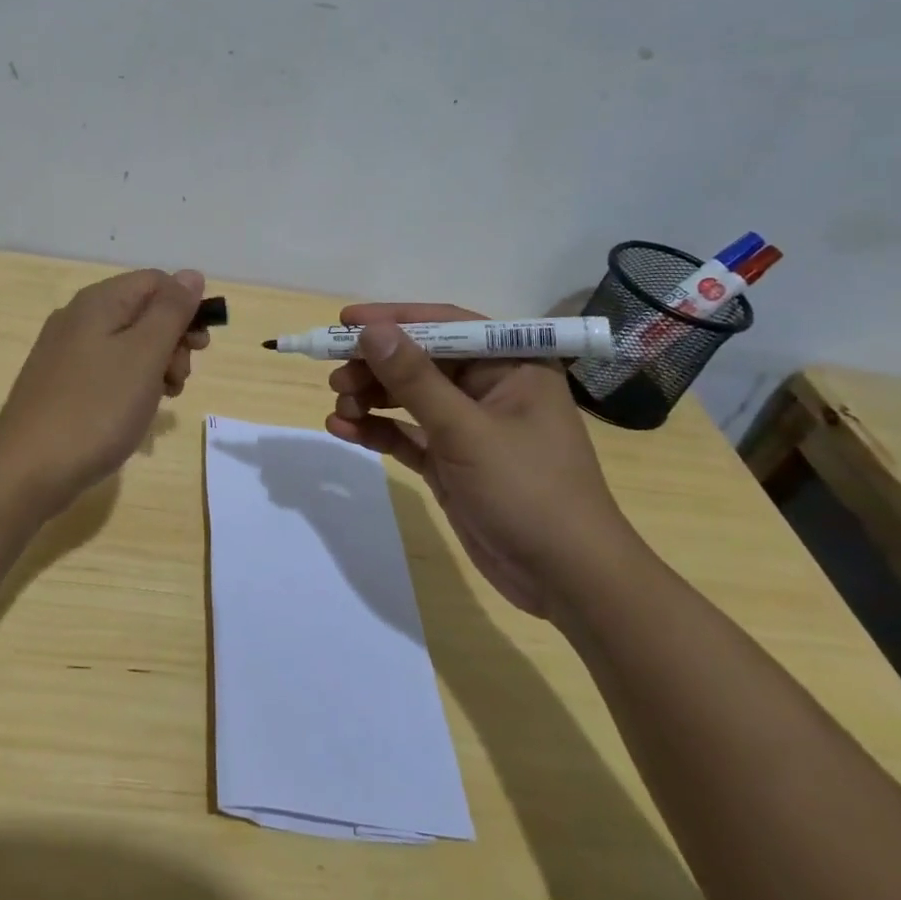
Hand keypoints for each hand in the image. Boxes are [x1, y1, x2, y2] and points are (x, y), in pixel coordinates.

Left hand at [0, 268, 209, 508]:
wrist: (27, 470)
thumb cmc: (96, 408)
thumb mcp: (144, 355)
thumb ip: (171, 311)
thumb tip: (191, 274)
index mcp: (99, 302)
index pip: (157, 282)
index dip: (186, 308)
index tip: (199, 349)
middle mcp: (78, 317)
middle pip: (143, 312)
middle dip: (172, 342)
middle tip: (178, 380)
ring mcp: (65, 352)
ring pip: (128, 345)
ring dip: (155, 367)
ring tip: (158, 402)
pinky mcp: (60, 384)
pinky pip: (108, 370)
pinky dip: (130, 385)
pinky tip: (133, 413)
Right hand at [323, 304, 640, 617]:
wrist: (566, 580)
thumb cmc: (528, 490)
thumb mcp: (466, 431)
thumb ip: (415, 379)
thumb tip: (372, 331)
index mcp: (511, 366)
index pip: (446, 326)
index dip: (395, 320)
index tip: (345, 321)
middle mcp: (489, 388)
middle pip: (420, 362)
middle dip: (376, 367)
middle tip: (334, 376)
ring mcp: (468, 427)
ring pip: (408, 398)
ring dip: (371, 399)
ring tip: (339, 408)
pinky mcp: (450, 461)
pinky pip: (406, 435)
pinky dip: (376, 431)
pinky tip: (343, 430)